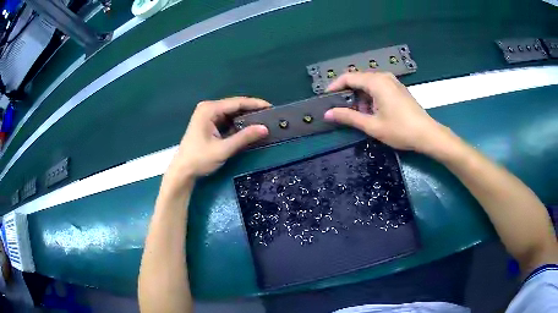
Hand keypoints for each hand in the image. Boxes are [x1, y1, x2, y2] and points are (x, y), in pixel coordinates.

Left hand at [166, 97, 269, 186]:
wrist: (182, 171)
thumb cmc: (199, 159)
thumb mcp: (223, 149)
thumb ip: (244, 137)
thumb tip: (265, 129)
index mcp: (209, 109)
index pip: (237, 102)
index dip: (255, 104)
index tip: (271, 107)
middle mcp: (208, 108)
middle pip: (234, 106)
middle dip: (251, 111)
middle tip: (270, 116)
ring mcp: (207, 115)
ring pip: (231, 113)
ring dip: (245, 118)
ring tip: (263, 121)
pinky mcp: (208, 123)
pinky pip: (227, 119)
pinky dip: (238, 124)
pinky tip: (248, 128)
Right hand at [324, 72, 451, 153]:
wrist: (427, 134)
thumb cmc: (400, 130)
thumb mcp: (372, 126)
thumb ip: (349, 117)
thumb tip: (327, 114)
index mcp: (376, 82)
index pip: (348, 77)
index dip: (334, 86)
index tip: (325, 98)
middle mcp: (383, 77)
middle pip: (358, 79)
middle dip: (347, 93)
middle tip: (340, 110)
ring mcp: (392, 81)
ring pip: (368, 84)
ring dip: (359, 97)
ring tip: (357, 115)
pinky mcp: (397, 88)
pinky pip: (377, 87)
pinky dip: (370, 97)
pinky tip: (371, 112)